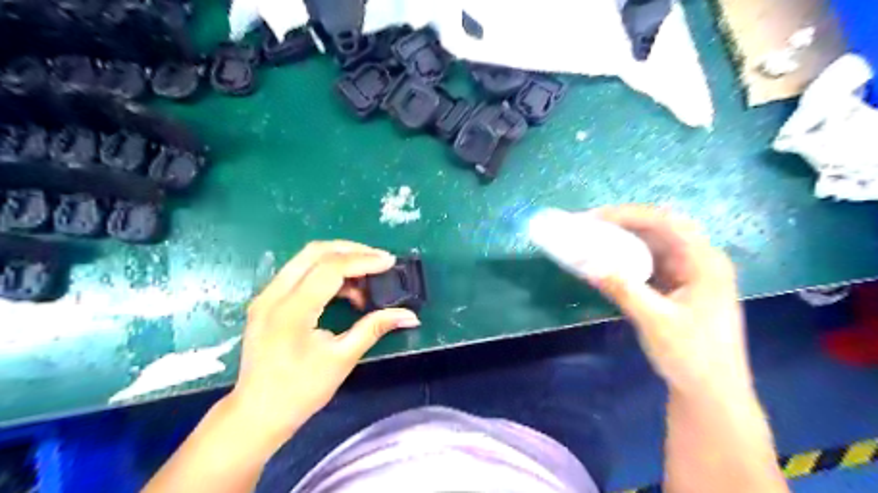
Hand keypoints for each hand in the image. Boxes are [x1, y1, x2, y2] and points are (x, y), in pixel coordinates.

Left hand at [224, 240, 419, 440]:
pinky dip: (325, 272)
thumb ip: (375, 328)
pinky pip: (299, 272)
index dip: (363, 261)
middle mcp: (274, 295)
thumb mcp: (343, 358)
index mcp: (291, 311)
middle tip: (379, 260)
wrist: (256, 413)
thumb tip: (410, 316)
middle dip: (352, 250)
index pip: (330, 268)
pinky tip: (345, 290)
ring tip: (367, 277)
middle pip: (315, 251)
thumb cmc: (301, 390)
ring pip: (306, 258)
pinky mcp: (267, 300)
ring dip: (339, 259)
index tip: (390, 262)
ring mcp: (266, 295)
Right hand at [585, 205, 749, 394]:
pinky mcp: (676, 287)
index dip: (628, 214)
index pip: (666, 221)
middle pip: (659, 228)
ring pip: (652, 245)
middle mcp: (698, 260)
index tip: (593, 218)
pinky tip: (606, 260)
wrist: (711, 395)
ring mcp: (688, 274)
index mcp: (705, 262)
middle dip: (622, 223)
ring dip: (622, 240)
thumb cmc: (693, 357)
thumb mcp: (655, 321)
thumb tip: (587, 265)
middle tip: (587, 225)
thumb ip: (622, 289)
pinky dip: (626, 259)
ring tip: (591, 238)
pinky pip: (648, 263)